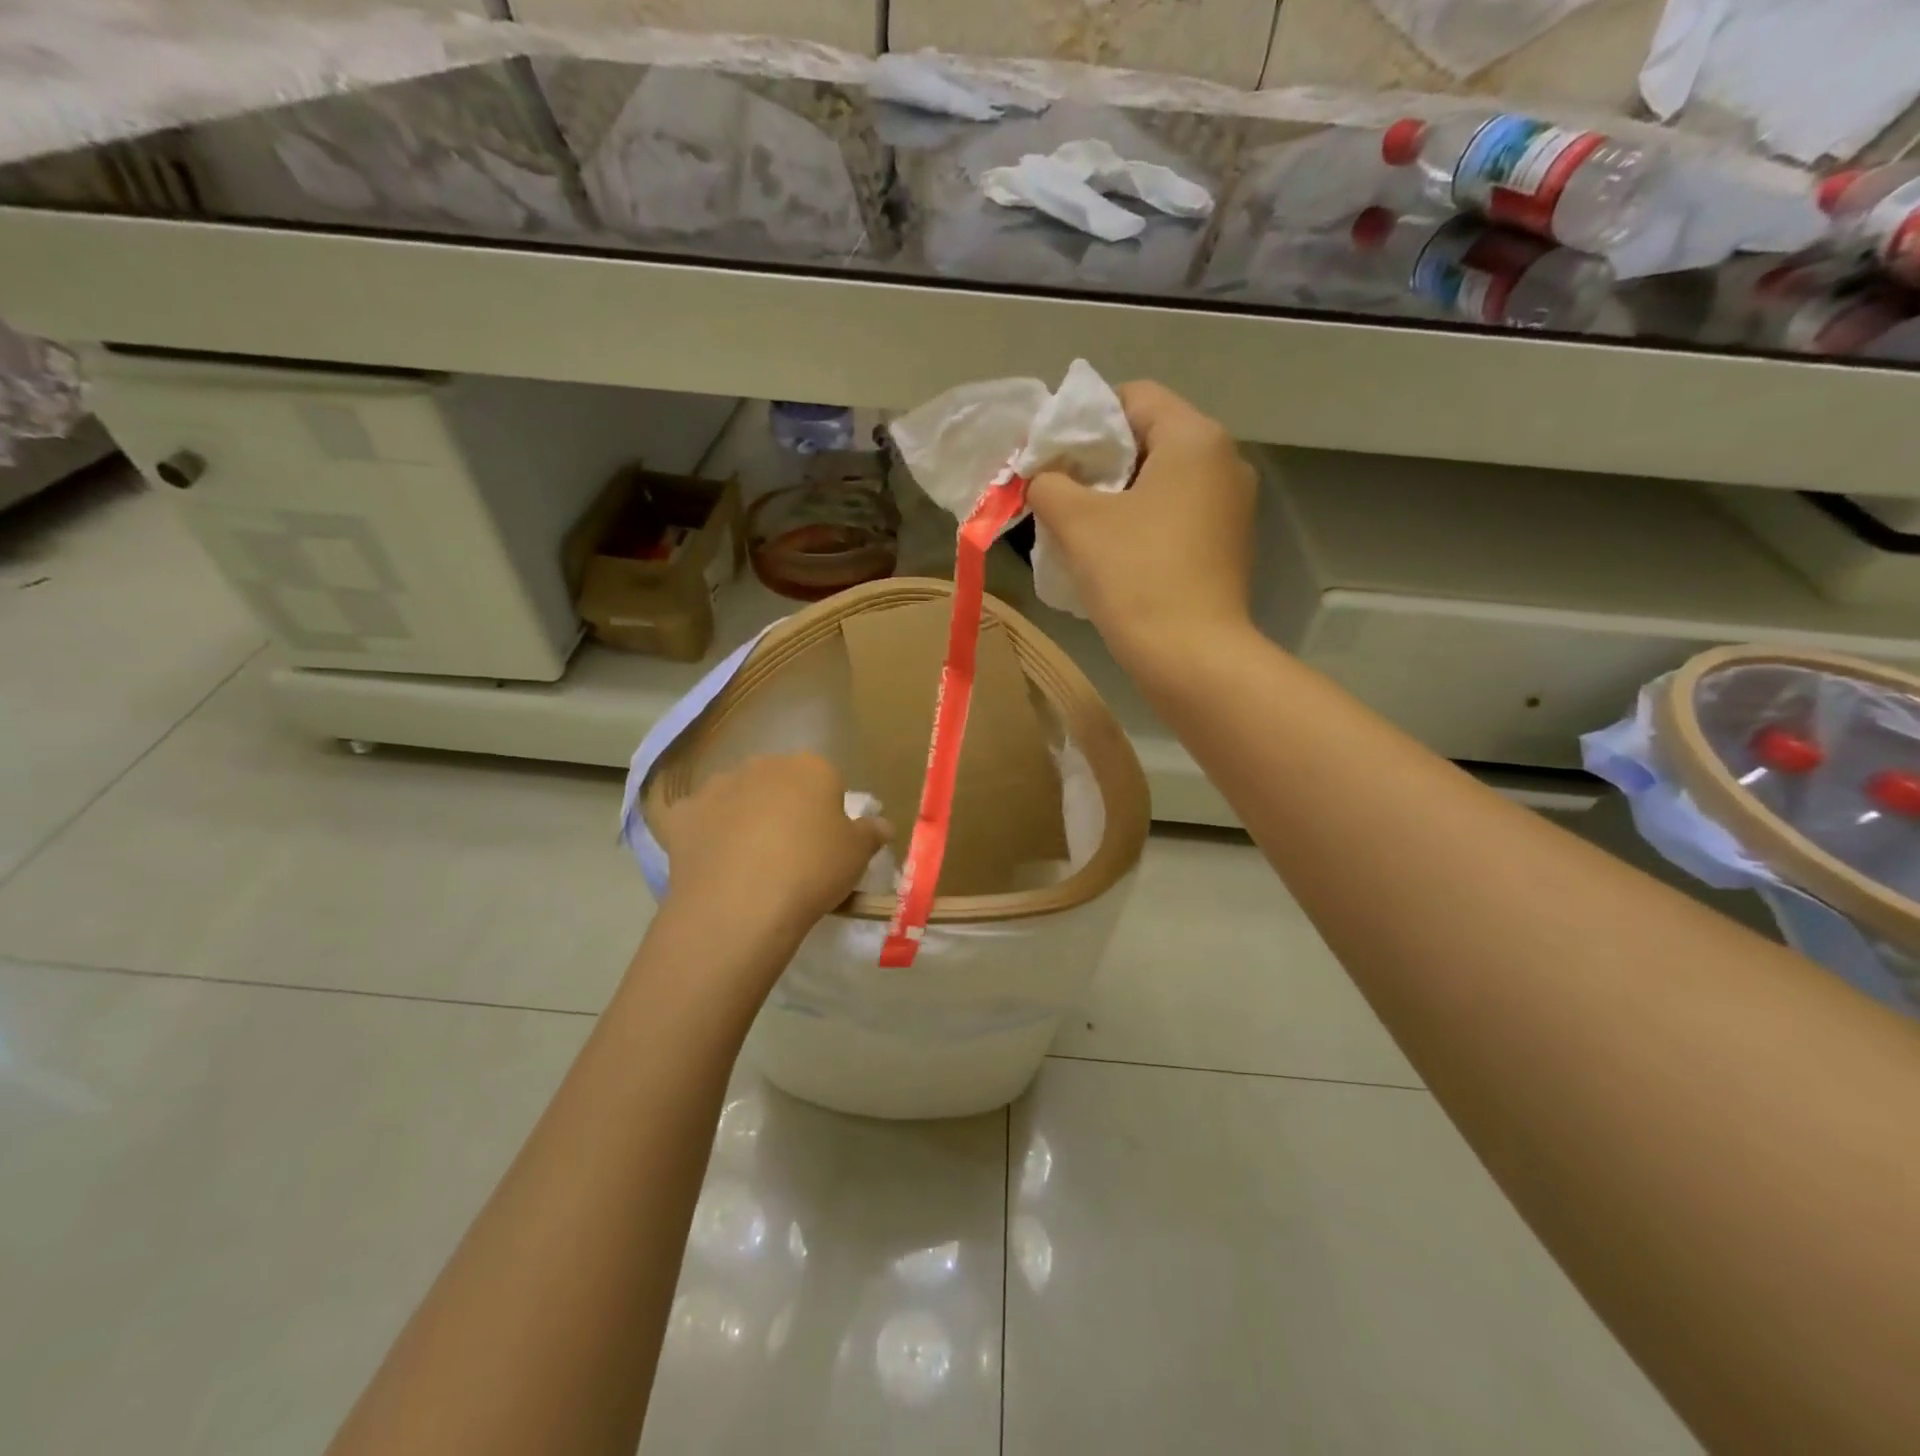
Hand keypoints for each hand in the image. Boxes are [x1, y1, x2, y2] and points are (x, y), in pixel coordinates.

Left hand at [657, 754, 891, 946]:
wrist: (740, 905)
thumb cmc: (812, 871)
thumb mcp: (857, 856)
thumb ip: (871, 833)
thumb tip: (881, 825)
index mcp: (811, 767)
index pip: (826, 780)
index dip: (828, 811)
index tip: (827, 844)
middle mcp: (763, 765)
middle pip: (779, 783)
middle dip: (784, 807)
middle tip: (790, 852)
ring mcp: (717, 787)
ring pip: (737, 796)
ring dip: (743, 816)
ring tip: (748, 862)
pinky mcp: (682, 815)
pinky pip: (696, 819)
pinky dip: (702, 833)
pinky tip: (708, 861)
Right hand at [1028, 380, 1256, 666]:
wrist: (1191, 656)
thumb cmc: (1136, 576)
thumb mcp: (1078, 522)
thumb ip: (1049, 484)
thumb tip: (1043, 478)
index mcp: (1195, 438)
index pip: (1133, 397)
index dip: (1085, 420)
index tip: (1053, 456)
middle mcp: (1225, 461)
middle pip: (1149, 438)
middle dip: (1099, 461)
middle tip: (1059, 492)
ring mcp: (1232, 506)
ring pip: (1162, 480)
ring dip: (1118, 496)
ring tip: (1080, 527)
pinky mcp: (1227, 545)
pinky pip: (1177, 514)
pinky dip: (1143, 522)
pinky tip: (1114, 553)